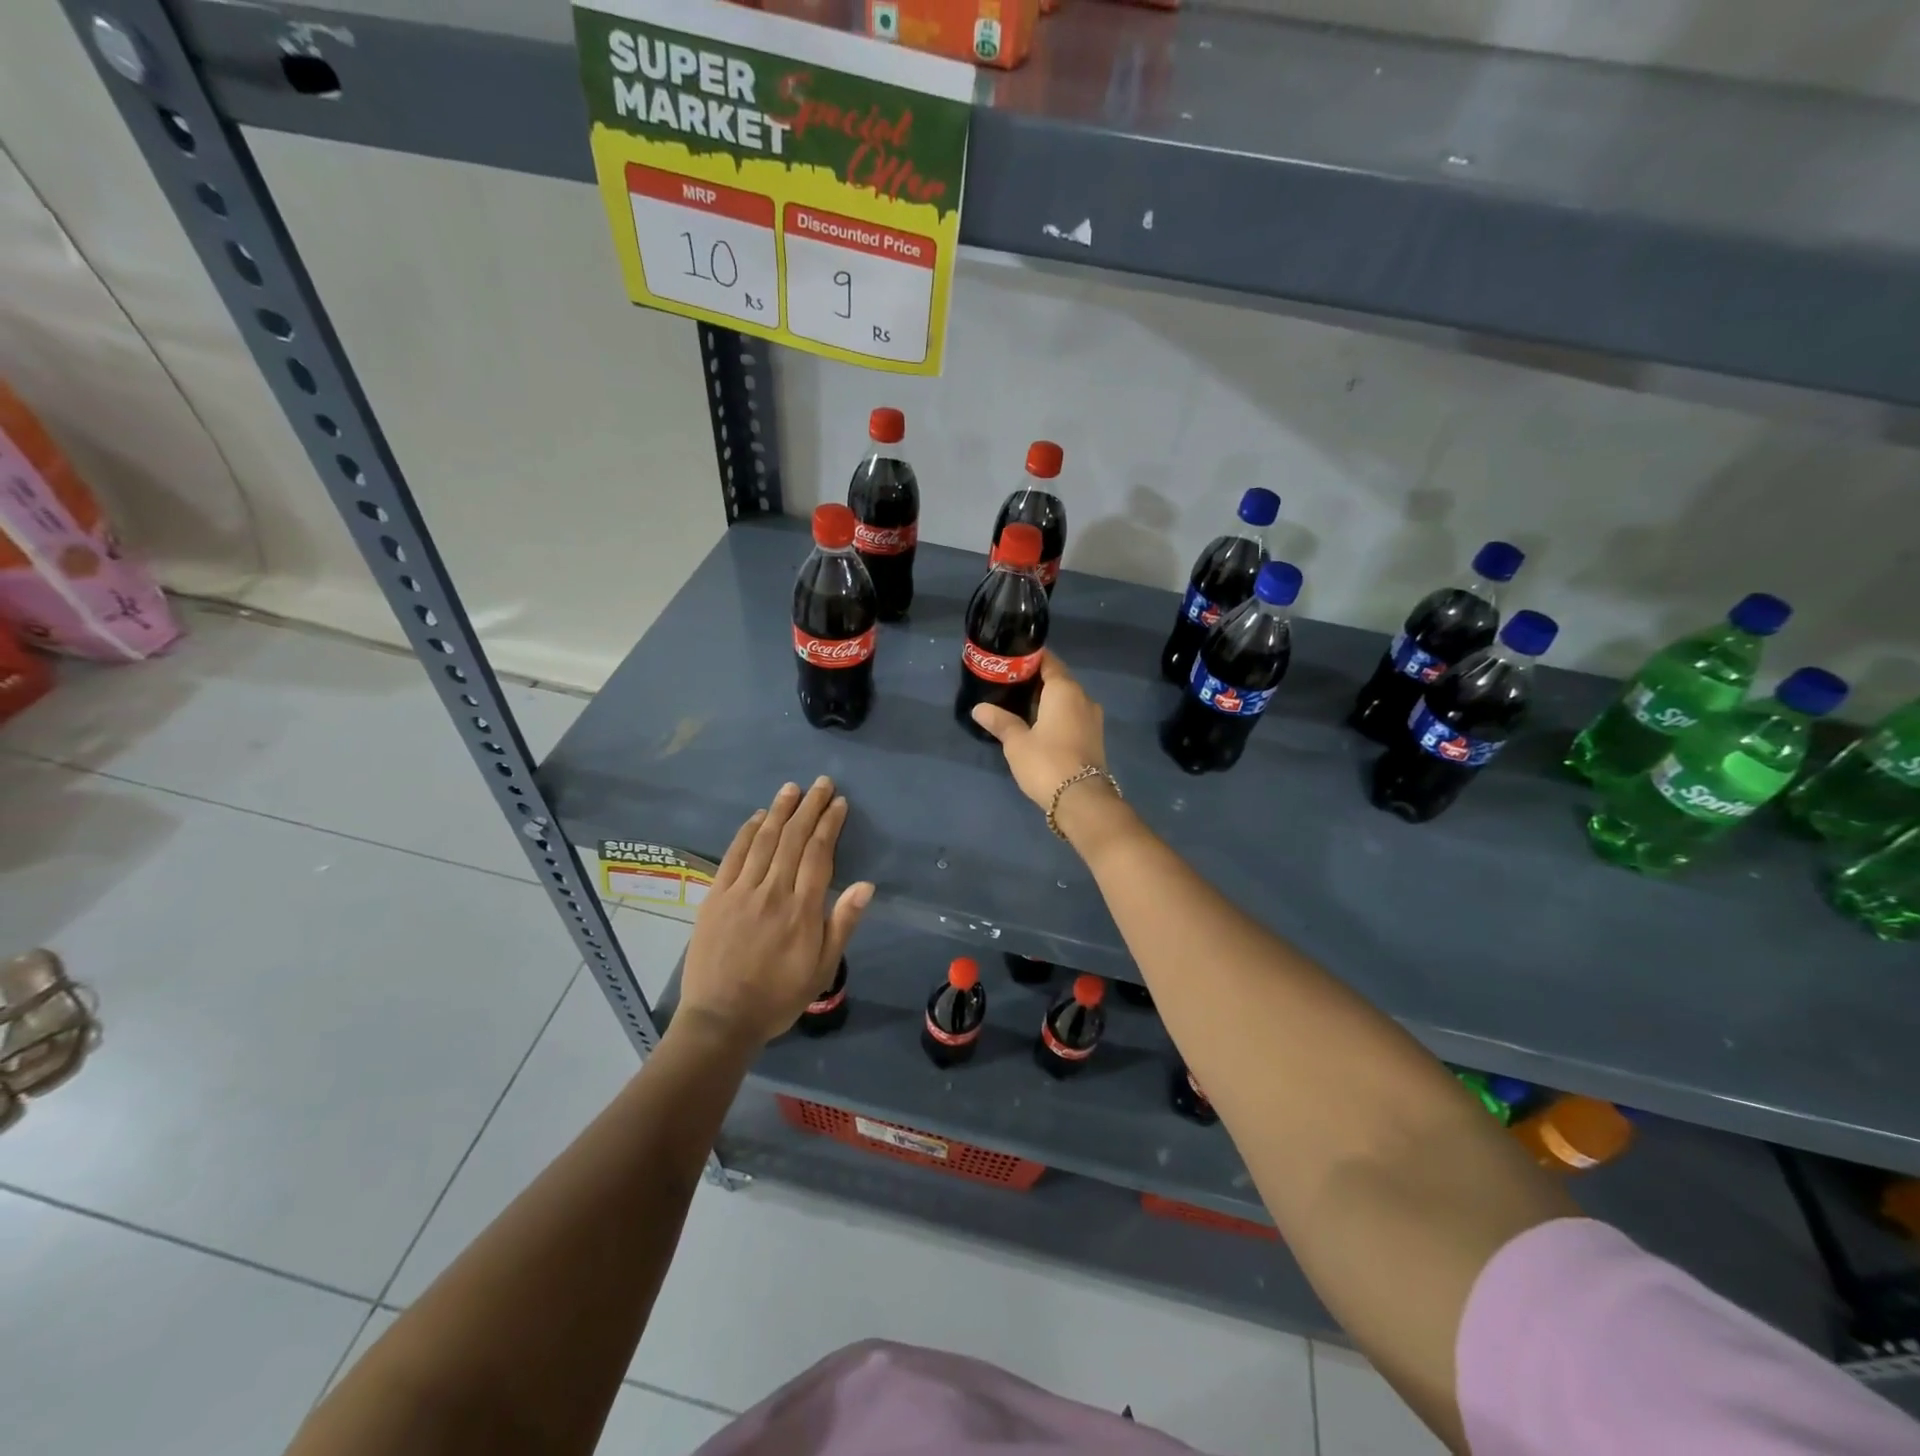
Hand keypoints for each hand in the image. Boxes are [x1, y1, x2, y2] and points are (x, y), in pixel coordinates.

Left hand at [677, 778, 873, 1049]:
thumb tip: (866, 885)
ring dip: (780, 811)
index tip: (839, 803)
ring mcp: (740, 892)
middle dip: (809, 808)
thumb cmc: (779, 996)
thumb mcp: (822, 968)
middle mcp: (772, 892)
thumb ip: (842, 923)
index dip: (830, 825)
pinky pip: (733, 856)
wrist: (721, 1019)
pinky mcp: (715, 897)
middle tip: (822, 783)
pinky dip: (746, 832)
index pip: (819, 854)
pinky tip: (758, 817)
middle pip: (793, 839)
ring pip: (764, 841)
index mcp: (802, 910)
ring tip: (793, 789)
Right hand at [970, 651, 1110, 811]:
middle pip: (1058, 680)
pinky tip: (1040, 725)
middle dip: (1036, 681)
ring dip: (1047, 700)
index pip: (1049, 661)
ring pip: (1067, 699)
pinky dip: (1057, 715)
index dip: (1030, 659)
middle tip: (1009, 685)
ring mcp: (1093, 718)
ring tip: (1020, 706)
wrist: (1082, 799)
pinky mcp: (1094, 737)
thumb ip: (1000, 721)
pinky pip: (1073, 715)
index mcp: (1065, 690)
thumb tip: (979, 708)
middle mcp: (1083, 697)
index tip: (1010, 661)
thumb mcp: (1016, 742)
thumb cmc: (1046, 762)